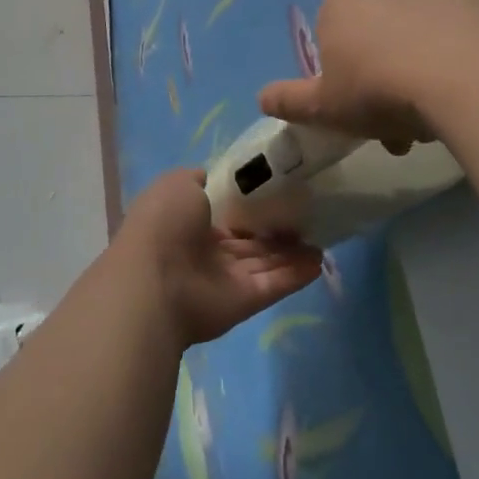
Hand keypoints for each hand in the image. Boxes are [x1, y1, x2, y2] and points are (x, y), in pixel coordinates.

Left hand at [117, 168, 322, 346]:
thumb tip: (212, 177)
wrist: (155, 281)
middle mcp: (207, 251)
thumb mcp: (177, 184)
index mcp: (188, 222)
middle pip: (249, 240)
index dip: (249, 204)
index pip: (225, 213)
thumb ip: (198, 179)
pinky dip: (296, 274)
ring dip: (292, 252)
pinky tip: (319, 260)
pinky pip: (274, 284)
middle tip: (309, 213)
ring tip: (322, 237)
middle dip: (275, 229)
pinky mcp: (244, 302)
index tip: (279, 190)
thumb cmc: (164, 223)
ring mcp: (225, 279)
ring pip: (265, 262)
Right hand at [258, 0, 478, 150]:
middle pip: (376, 32)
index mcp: (337, 6)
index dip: (346, 77)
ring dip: (420, 57)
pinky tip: (466, 70)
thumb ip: (290, 101)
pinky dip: (455, 38)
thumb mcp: (326, 109)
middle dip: (386, 73)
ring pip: (415, 25)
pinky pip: (452, 16)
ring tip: (441, 105)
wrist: (463, 78)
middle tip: (404, 121)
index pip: (333, 38)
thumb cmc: (381, 93)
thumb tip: (261, 97)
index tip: (363, 112)